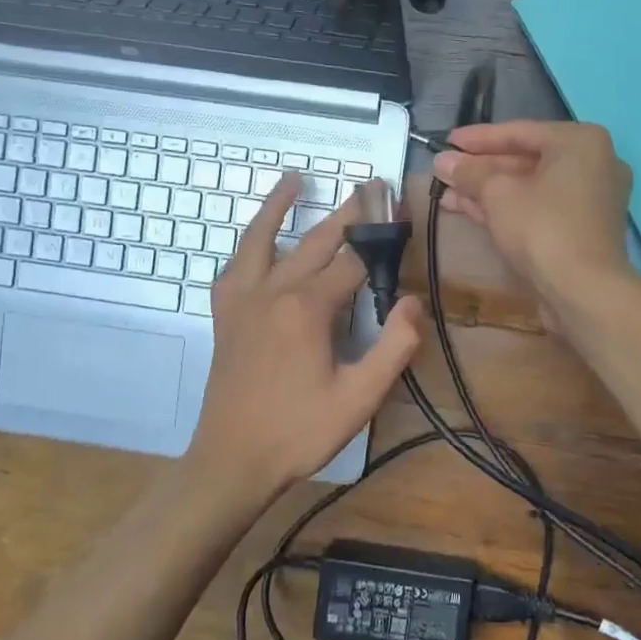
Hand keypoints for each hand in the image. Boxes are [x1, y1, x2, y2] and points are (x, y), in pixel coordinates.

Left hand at [186, 175, 421, 502]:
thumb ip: (394, 347)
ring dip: (280, 206)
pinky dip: (249, 243)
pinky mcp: (225, 315)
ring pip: (262, 239)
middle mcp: (272, 291)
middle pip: (314, 241)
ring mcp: (242, 300)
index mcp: (307, 308)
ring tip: (295, 178)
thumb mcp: (360, 398)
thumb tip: (414, 301)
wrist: (232, 461)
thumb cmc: (300, 431)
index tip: (401, 216)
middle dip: (347, 213)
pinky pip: (235, 266)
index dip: (381, 238)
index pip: (353, 261)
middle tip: (370, 186)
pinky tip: (257, 241)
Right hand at [432, 121, 632, 325]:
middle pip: (526, 160)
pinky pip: (540, 208)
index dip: (477, 138)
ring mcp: (591, 198)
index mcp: (580, 141)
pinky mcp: (583, 228)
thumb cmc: (543, 228)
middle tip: (443, 170)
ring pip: (530, 187)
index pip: (519, 131)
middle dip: (480, 168)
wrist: (584, 291)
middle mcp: (593, 163)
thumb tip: (443, 161)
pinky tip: (469, 210)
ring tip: (446, 192)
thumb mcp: (498, 194)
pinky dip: (508, 208)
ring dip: (488, 191)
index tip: (447, 142)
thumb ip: (470, 173)